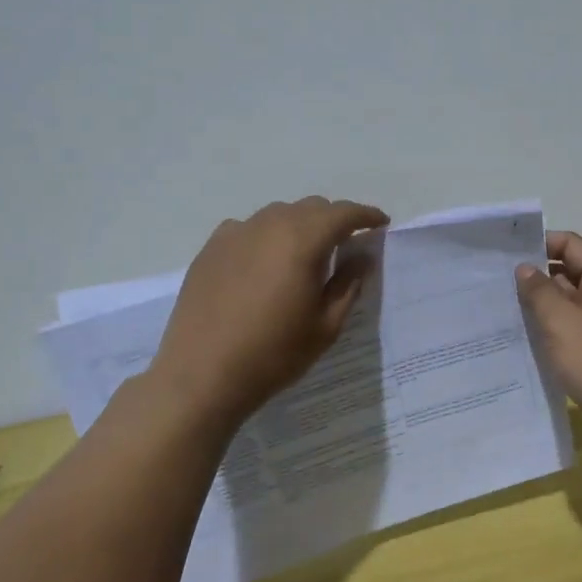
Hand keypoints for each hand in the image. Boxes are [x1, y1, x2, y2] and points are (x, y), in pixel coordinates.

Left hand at [146, 196, 388, 433]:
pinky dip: (267, 236)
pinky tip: (264, 263)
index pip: (343, 213)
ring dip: (300, 225)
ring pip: (278, 214)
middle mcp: (269, 225)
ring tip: (304, 254)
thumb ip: (349, 284)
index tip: (380, 224)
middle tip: (346, 245)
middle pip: (311, 207)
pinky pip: (248, 228)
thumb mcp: (326, 325)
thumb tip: (362, 257)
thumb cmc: (274, 353)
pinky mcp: (211, 248)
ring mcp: (235, 233)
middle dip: (334, 220)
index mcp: (303, 241)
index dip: (366, 215)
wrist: (202, 375)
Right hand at [515, 231, 581, 443]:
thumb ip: (539, 291)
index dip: (539, 243)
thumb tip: (524, 268)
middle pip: (568, 272)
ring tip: (500, 306)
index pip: (571, 245)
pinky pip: (569, 328)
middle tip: (494, 281)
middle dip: (534, 275)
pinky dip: (548, 328)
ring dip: (539, 304)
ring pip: (566, 302)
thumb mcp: (562, 322)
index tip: (505, 254)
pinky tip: (521, 335)